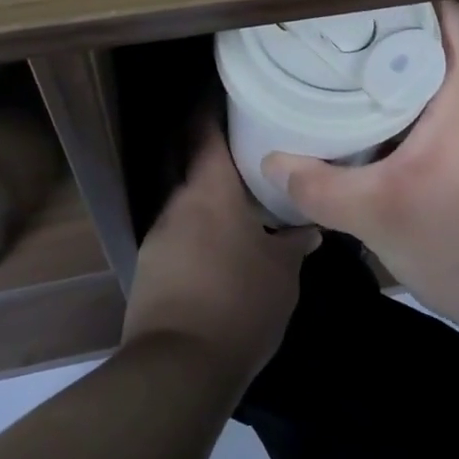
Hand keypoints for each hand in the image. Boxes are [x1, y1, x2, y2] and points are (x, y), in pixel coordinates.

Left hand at [122, 127, 320, 393]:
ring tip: (236, 198)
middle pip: (186, 159)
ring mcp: (157, 235)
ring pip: (182, 198)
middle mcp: (177, 203)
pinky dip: (196, 227)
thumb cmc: (239, 303)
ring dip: (204, 193)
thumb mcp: (282, 273)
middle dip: (208, 147)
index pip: (203, 131)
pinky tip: (217, 245)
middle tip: (242, 142)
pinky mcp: (149, 267)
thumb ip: (294, 243)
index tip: (225, 91)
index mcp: (209, 190)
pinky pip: (176, 232)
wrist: (179, 368)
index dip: (210, 106)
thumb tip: (309, 228)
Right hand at [260, 0, 458, 341]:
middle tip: (347, 55)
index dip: (412, 6)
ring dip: (413, 87)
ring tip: (362, 94)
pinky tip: (397, 146)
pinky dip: (429, 120)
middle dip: (399, 47)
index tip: (367, 14)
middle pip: (446, 50)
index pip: (452, 16)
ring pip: (453, 88)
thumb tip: (272, 162)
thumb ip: (319, 185)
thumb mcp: (376, 213)